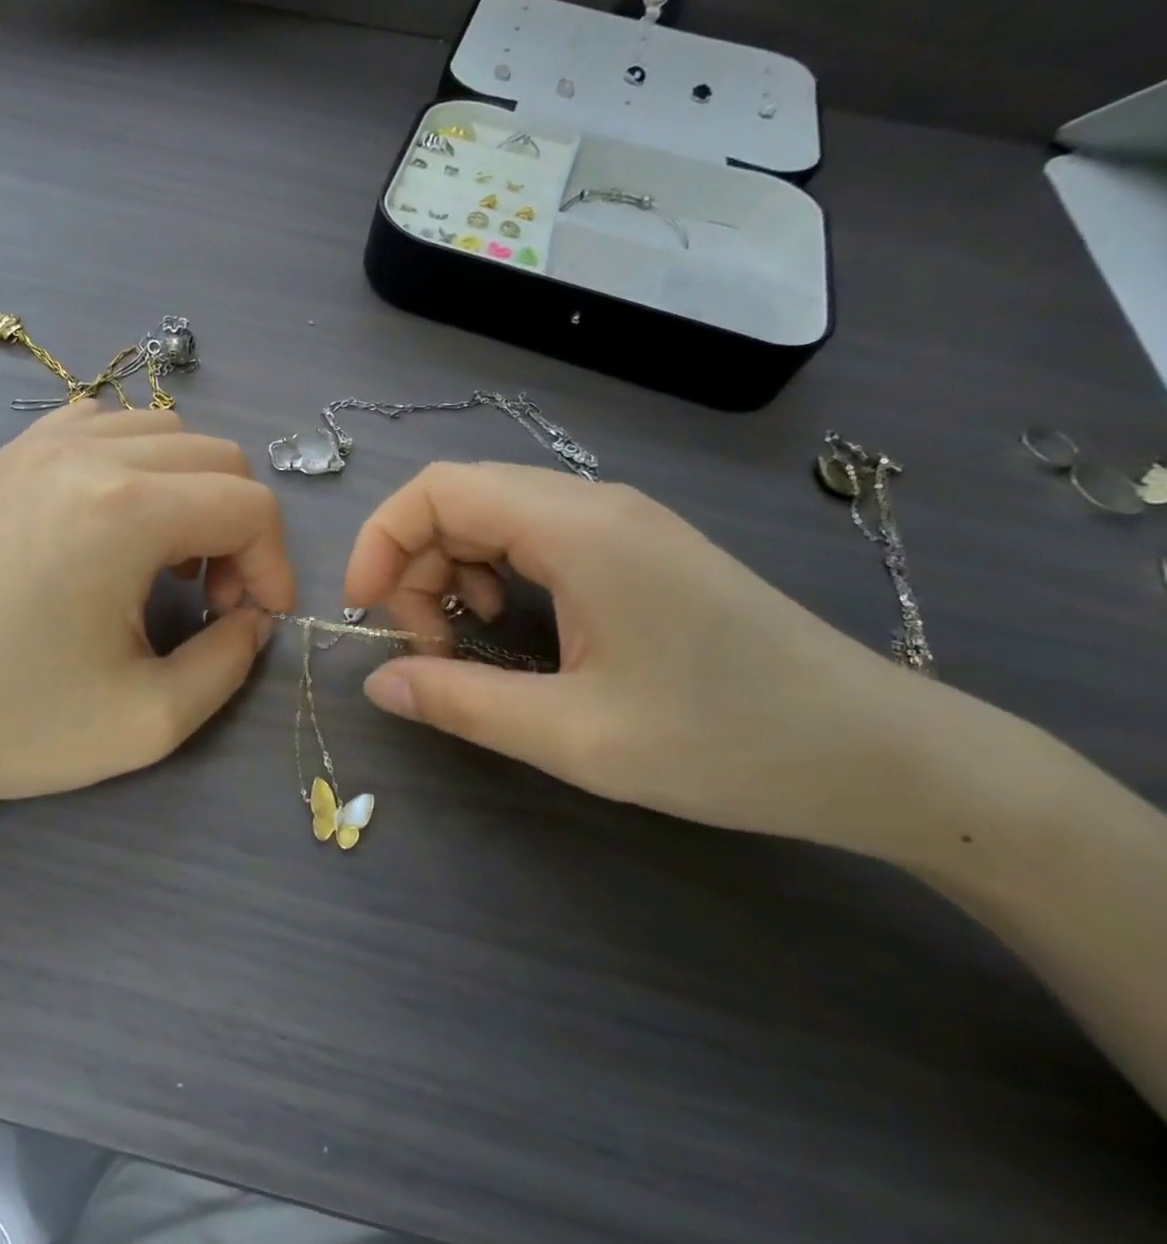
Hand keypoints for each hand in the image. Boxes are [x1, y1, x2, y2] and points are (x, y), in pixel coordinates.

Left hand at [0, 403, 291, 819]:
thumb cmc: (17, 723)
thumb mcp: (150, 720)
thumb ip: (231, 662)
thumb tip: (254, 618)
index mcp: (125, 511)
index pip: (249, 504)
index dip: (273, 564)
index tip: (255, 620)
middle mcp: (87, 454)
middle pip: (217, 456)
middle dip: (238, 529)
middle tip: (212, 599)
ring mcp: (38, 444)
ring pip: (164, 432)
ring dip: (190, 493)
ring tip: (163, 563)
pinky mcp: (7, 457)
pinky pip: (101, 427)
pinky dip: (135, 465)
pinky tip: (114, 523)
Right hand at [343, 462, 937, 856]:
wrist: (879, 753)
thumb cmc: (726, 742)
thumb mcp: (574, 737)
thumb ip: (461, 703)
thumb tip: (377, 684)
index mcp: (578, 529)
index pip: (439, 489)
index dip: (381, 540)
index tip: (365, 610)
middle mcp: (593, 504)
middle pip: (459, 499)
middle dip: (414, 565)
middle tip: (423, 646)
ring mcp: (619, 522)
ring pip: (492, 515)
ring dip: (452, 571)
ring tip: (463, 640)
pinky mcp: (634, 548)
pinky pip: (532, 535)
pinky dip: (493, 572)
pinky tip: (511, 624)